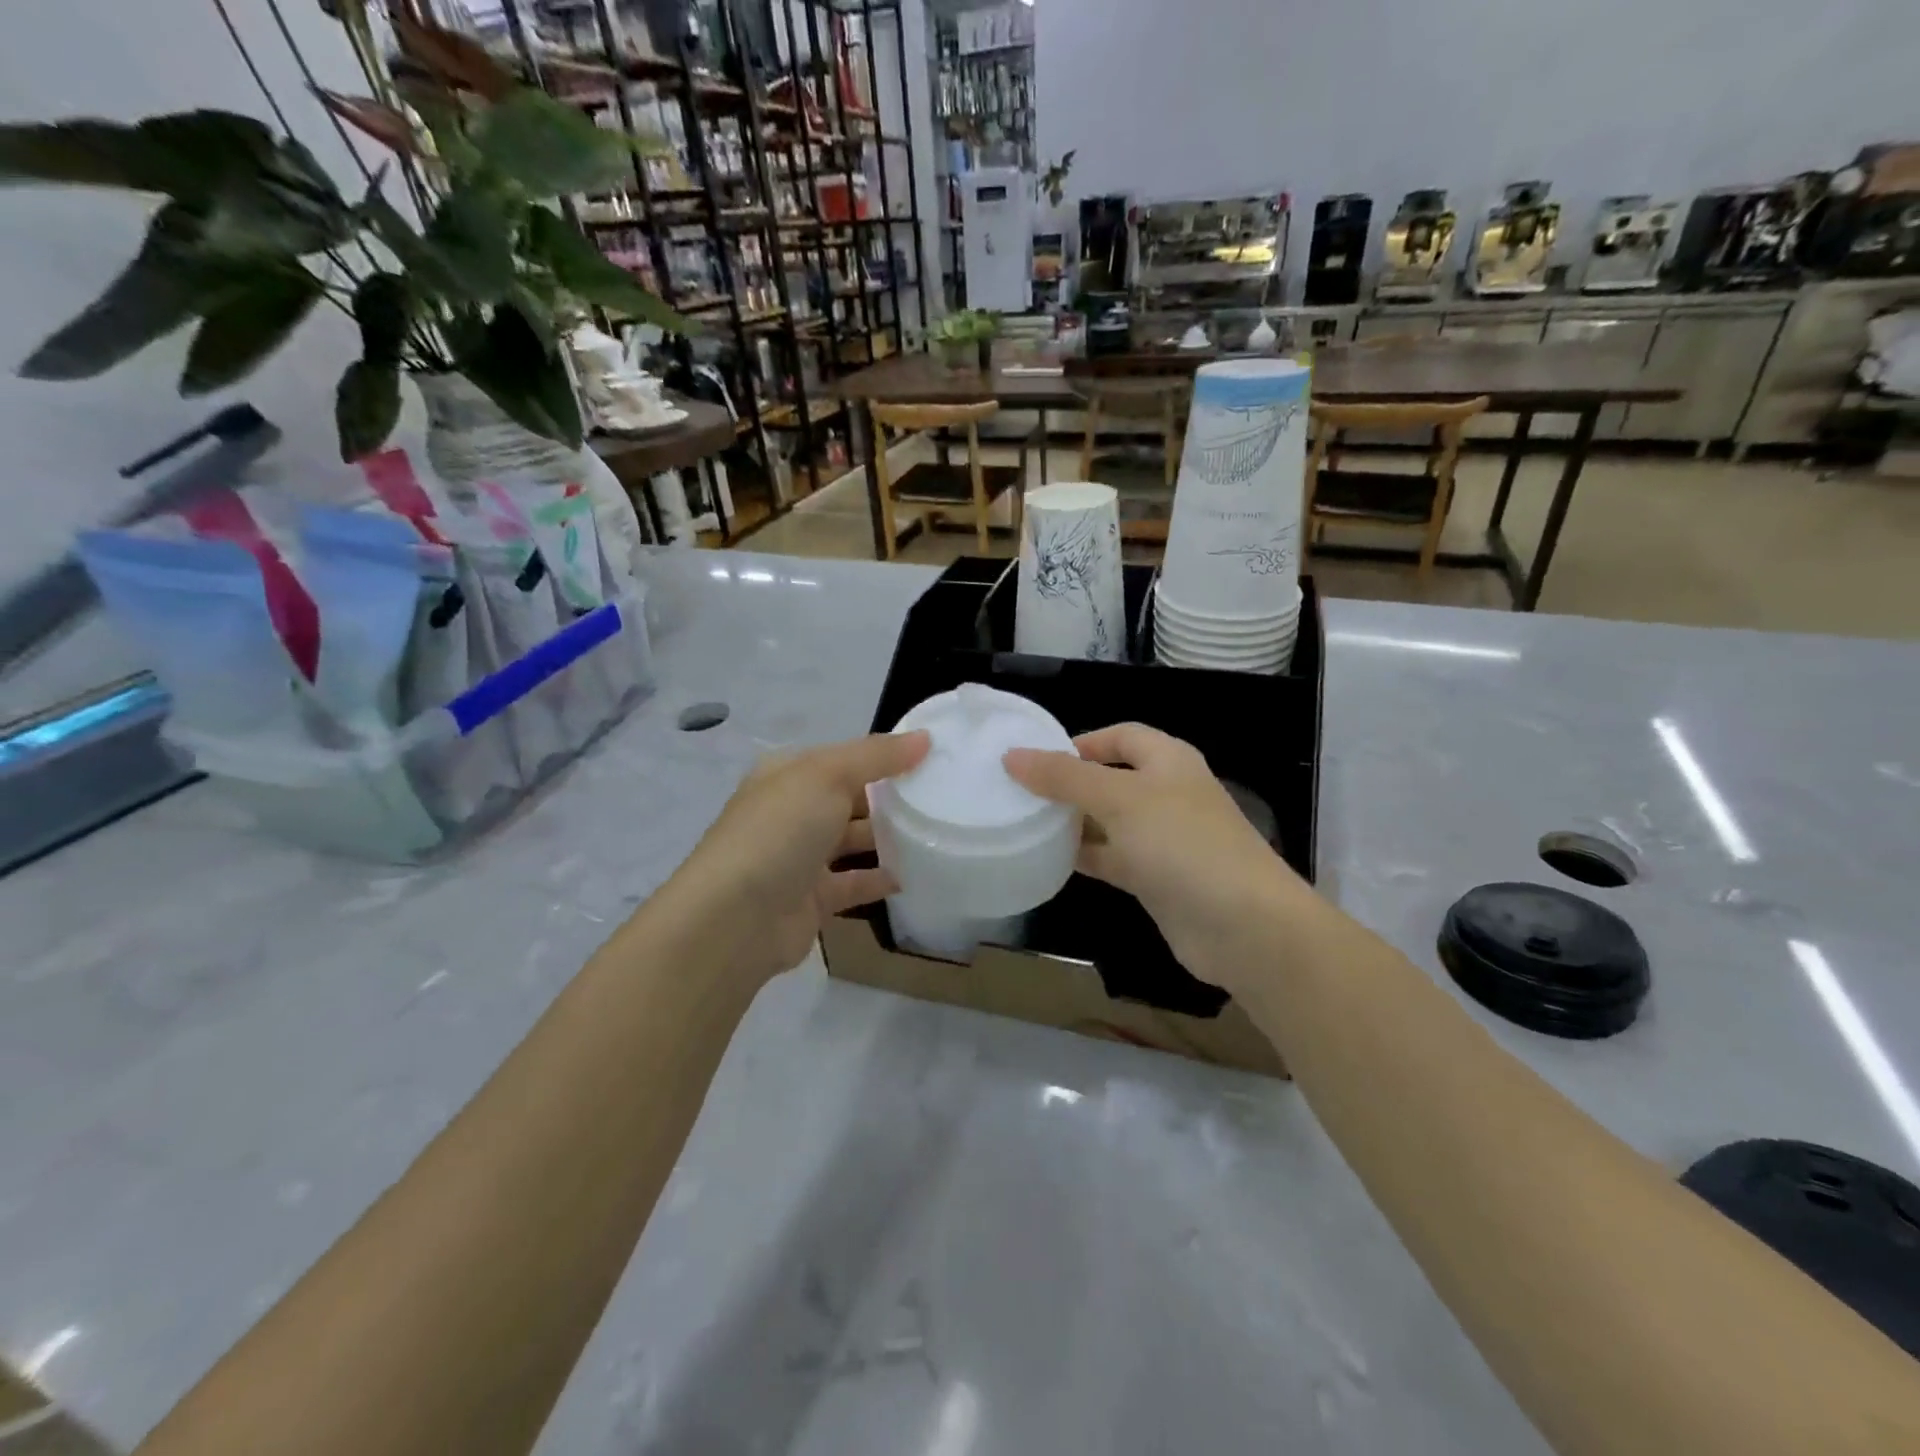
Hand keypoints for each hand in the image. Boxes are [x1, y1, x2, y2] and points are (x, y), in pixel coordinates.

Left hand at [668, 731, 929, 982]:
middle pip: (849, 798)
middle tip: (942, 798)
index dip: (884, 756)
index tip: (931, 758)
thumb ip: (877, 756)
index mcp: (788, 775)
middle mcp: (791, 812)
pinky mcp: (812, 899)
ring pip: (852, 841)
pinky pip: (853, 883)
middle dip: (889, 797)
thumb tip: (925, 737)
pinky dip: (879, 879)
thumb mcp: (828, 775)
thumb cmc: (780, 831)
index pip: (843, 758)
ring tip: (935, 832)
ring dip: (887, 837)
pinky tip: (912, 875)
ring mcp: (799, 857)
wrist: (737, 918)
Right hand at [1004, 723, 1305, 994]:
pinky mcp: (1156, 879)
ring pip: (1108, 821)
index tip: (1036, 758)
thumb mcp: (1119, 799)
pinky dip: (1085, 856)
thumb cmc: (1182, 844)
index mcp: (1168, 760)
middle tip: (1019, 793)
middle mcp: (1167, 794)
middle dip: (1069, 784)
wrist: (1243, 926)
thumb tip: (1012, 756)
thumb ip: (1064, 777)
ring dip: (1073, 822)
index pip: (1120, 736)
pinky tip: (1048, 860)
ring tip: (1024, 823)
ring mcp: (1163, 839)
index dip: (1081, 742)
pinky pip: (1112, 858)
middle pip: (1110, 778)